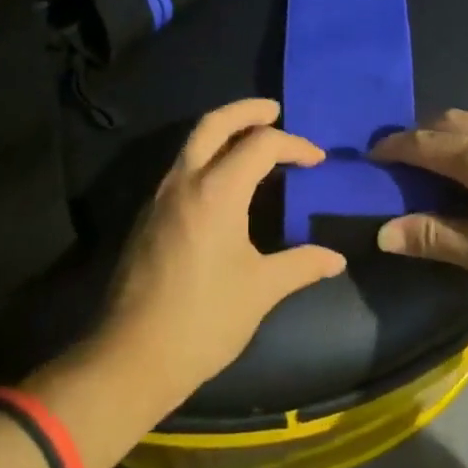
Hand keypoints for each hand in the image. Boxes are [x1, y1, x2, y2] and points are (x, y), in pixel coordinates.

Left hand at [96, 99, 347, 403]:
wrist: (131, 358)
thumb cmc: (203, 320)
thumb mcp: (260, 290)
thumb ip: (301, 265)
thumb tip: (336, 259)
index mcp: (216, 191)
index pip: (260, 145)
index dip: (294, 145)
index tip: (317, 160)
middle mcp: (184, 181)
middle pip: (213, 123)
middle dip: (246, 110)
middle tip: (274, 110)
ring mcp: (160, 197)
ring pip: (192, 143)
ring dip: (223, 131)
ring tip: (254, 140)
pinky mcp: (148, 216)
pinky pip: (182, 168)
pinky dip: (207, 156)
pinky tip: (225, 181)